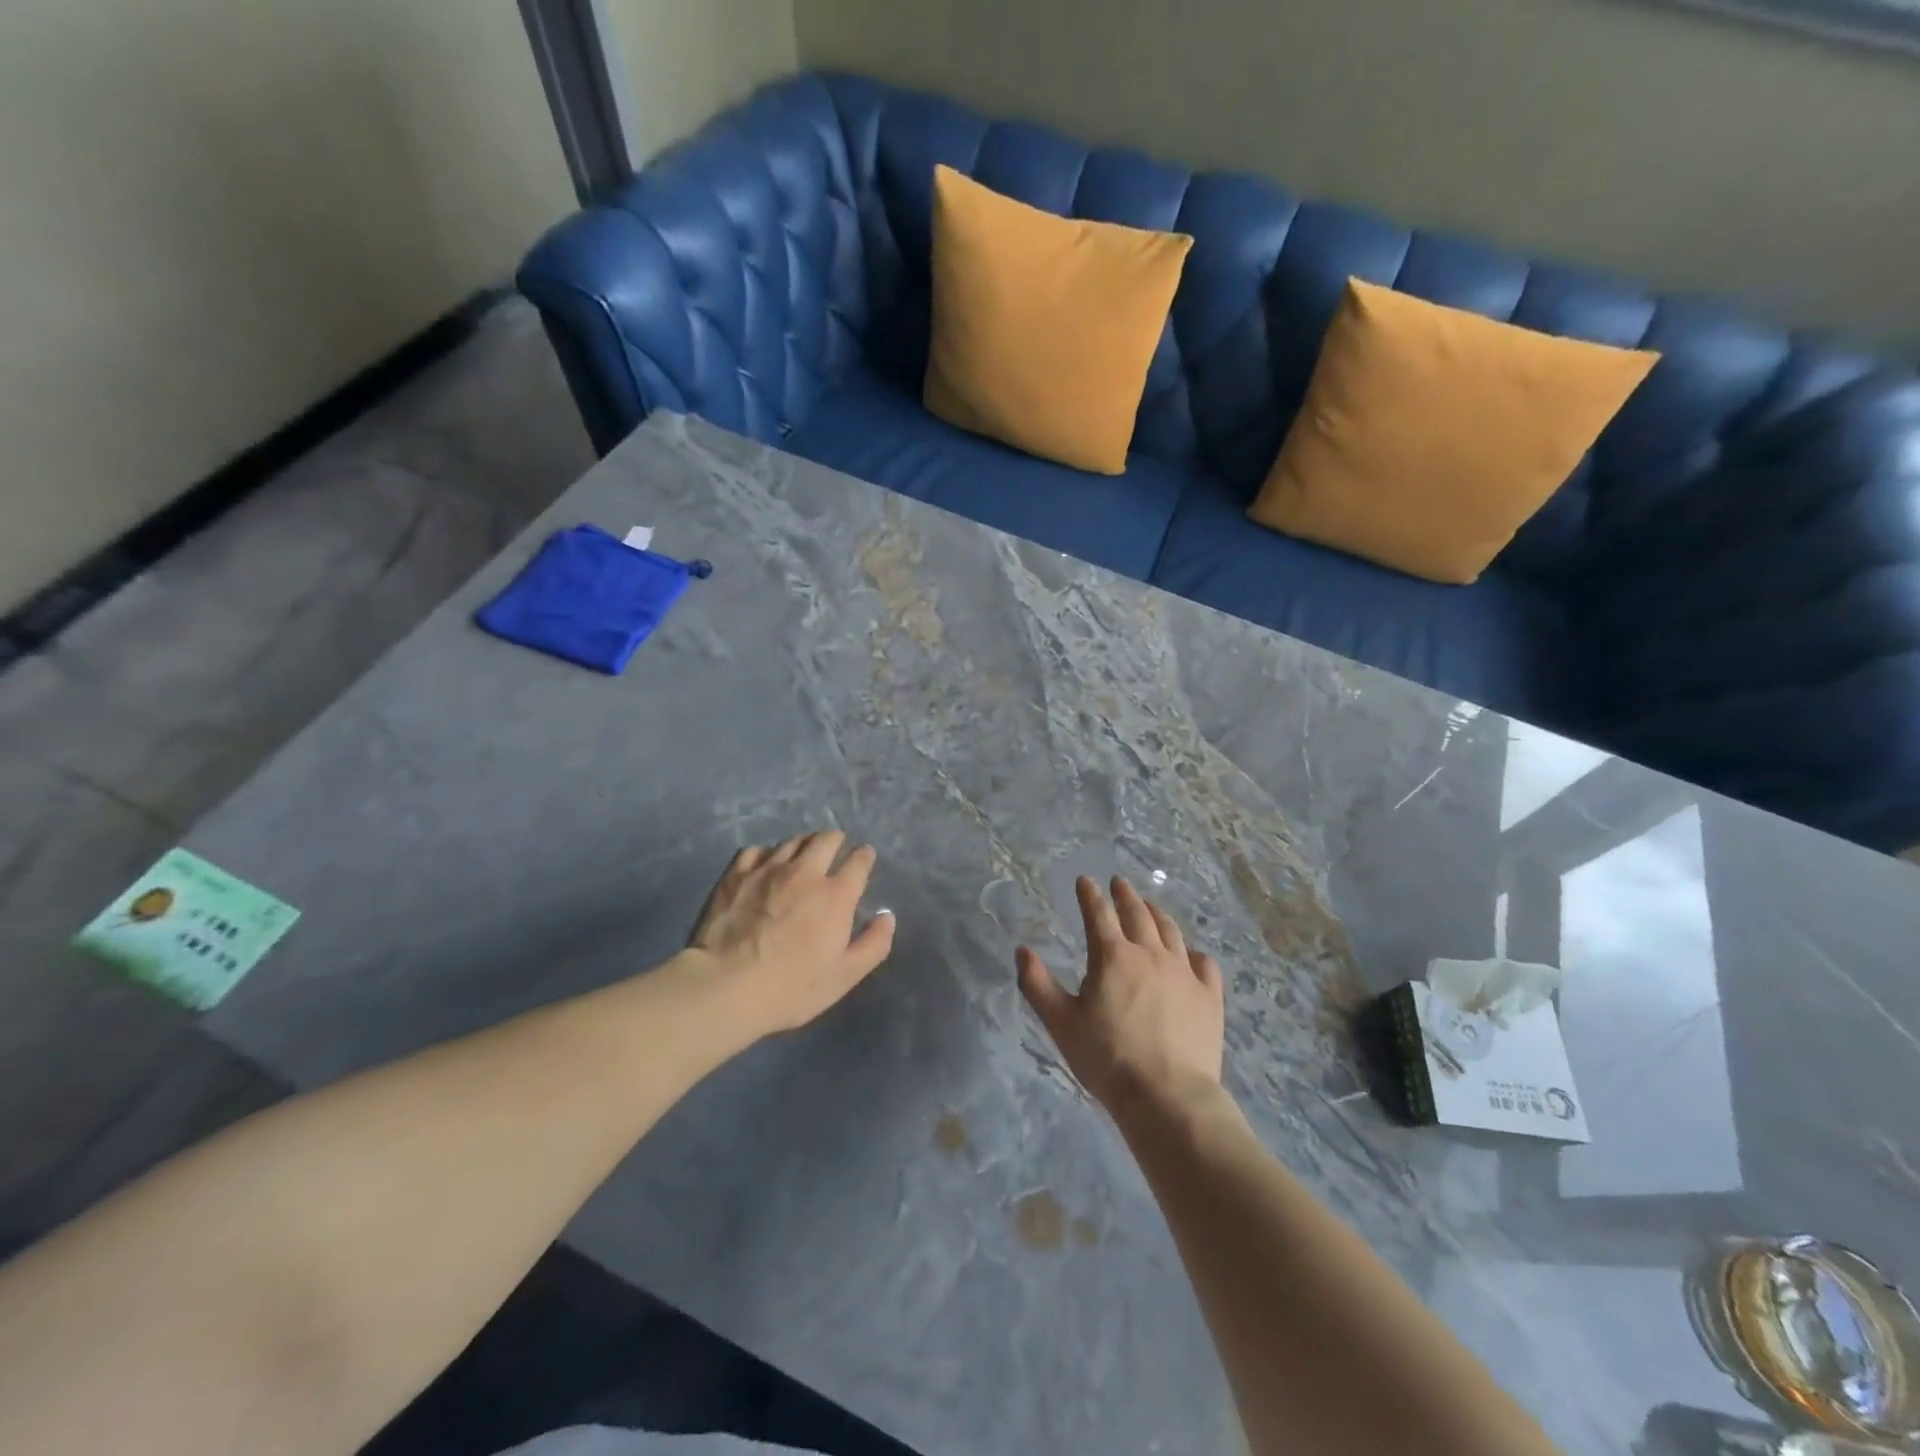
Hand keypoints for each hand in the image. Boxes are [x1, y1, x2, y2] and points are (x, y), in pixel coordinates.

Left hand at [687, 831, 895, 1035]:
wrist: (725, 986)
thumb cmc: (791, 987)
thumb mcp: (844, 977)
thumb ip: (873, 944)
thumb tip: (887, 916)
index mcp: (836, 895)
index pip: (859, 862)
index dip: (865, 857)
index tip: (865, 858)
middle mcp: (805, 872)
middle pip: (826, 840)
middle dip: (836, 840)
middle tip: (835, 848)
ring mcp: (768, 869)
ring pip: (792, 841)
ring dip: (804, 844)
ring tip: (803, 854)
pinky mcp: (736, 874)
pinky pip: (757, 850)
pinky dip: (768, 853)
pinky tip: (765, 865)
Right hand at [1017, 876, 1224, 1120]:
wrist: (1167, 1096)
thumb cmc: (1107, 1058)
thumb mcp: (1061, 1022)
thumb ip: (1037, 984)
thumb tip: (1022, 951)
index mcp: (1112, 956)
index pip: (1098, 913)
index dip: (1089, 894)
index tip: (1085, 880)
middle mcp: (1150, 954)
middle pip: (1138, 914)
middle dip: (1125, 895)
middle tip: (1119, 883)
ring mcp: (1184, 973)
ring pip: (1171, 932)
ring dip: (1157, 914)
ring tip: (1151, 906)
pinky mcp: (1209, 997)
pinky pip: (1204, 965)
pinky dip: (1195, 953)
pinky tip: (1192, 955)